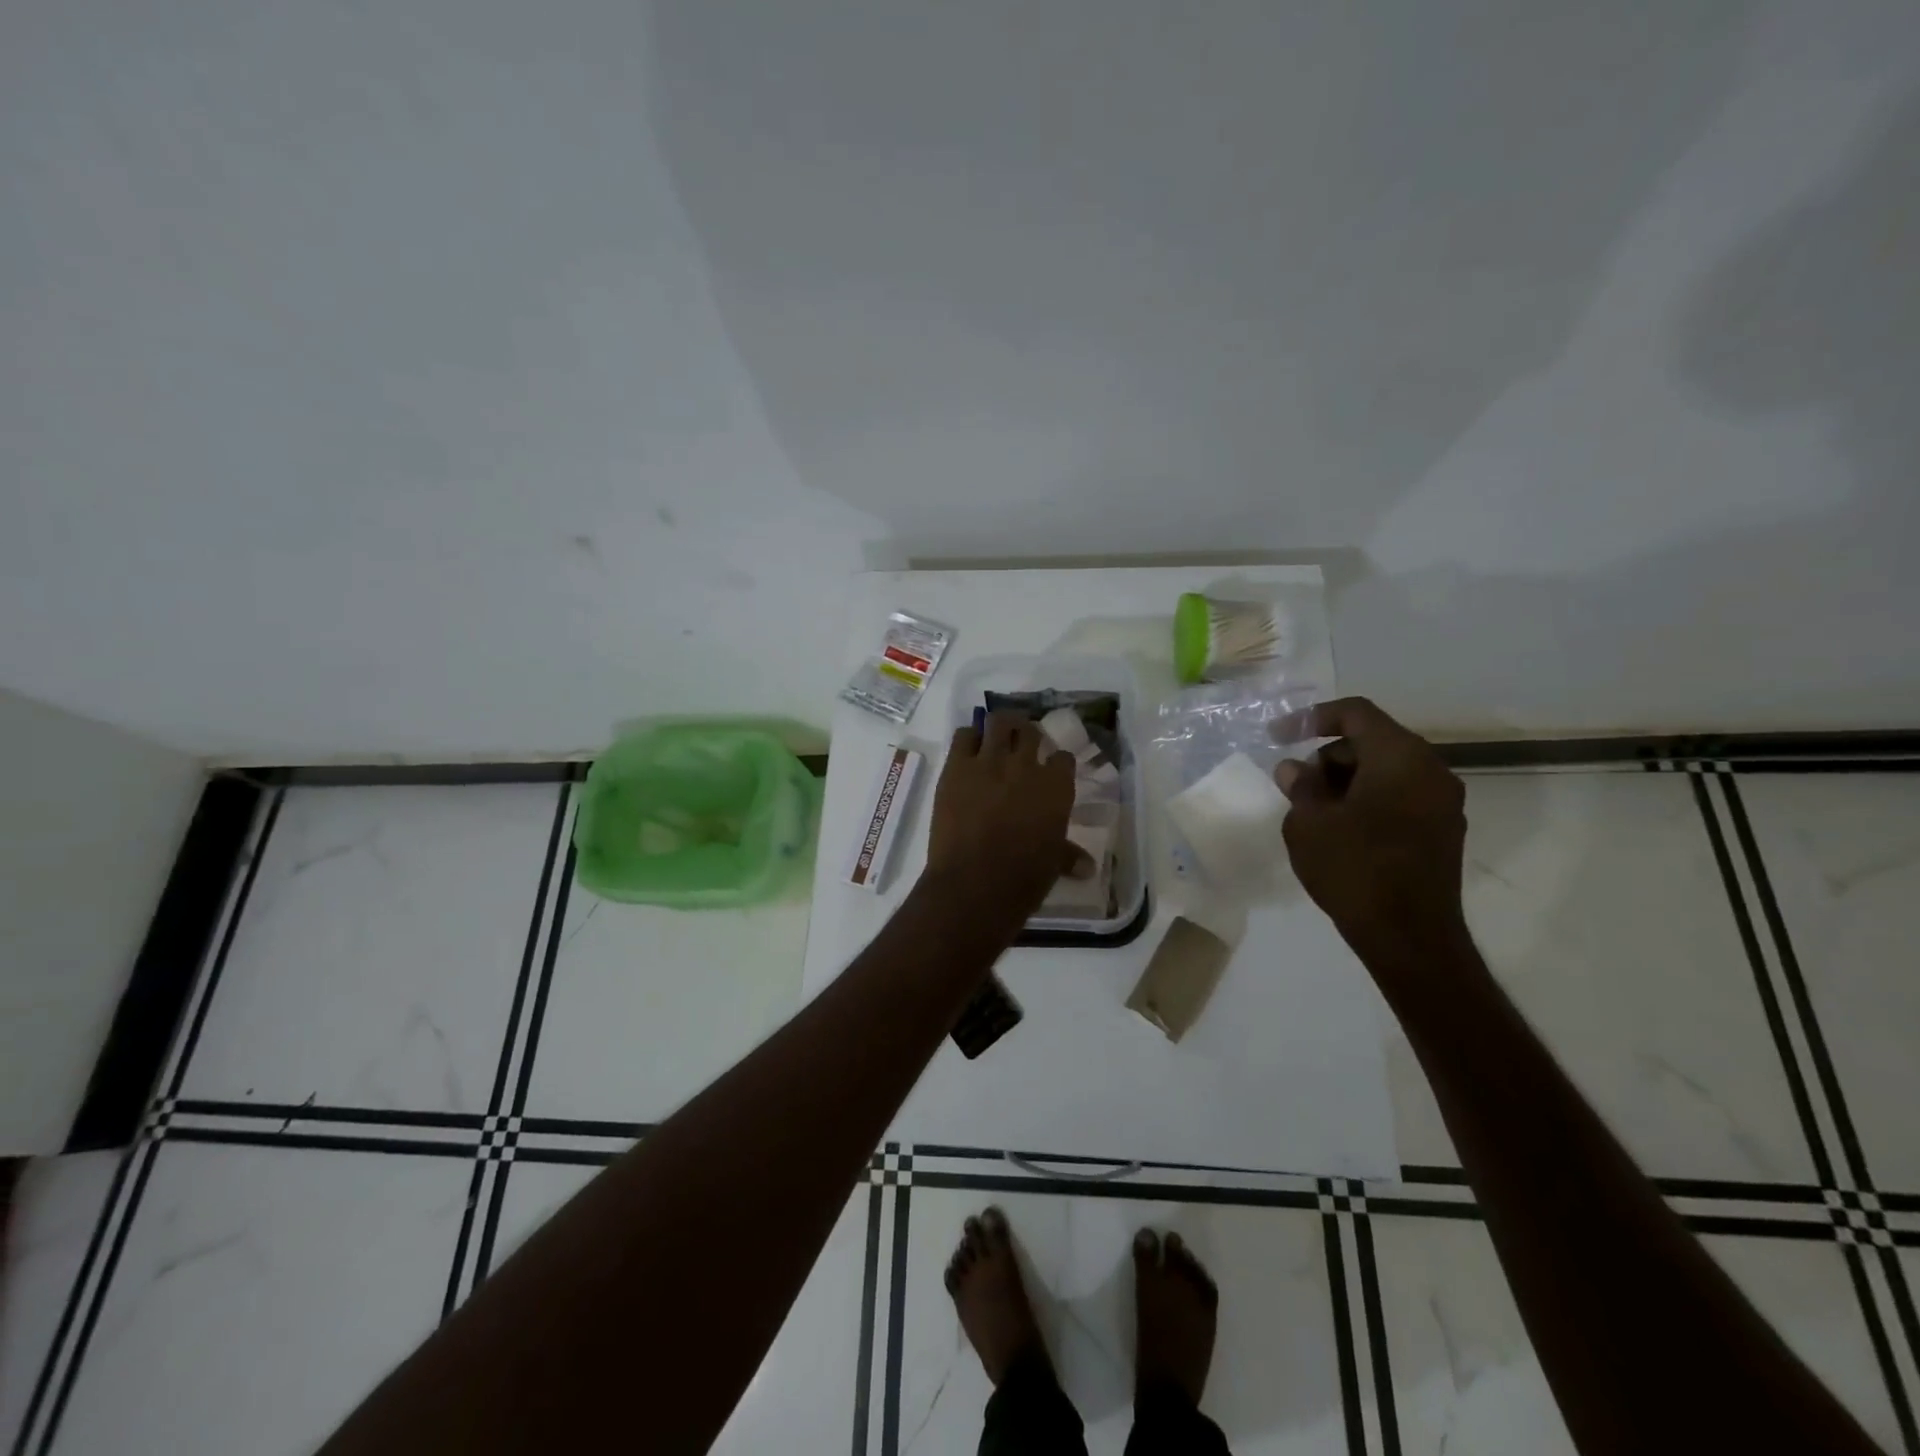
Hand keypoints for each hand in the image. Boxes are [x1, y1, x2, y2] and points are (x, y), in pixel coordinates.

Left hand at [922, 712, 1078, 928]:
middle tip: (1021, 746)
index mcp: (1056, 787)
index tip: (1051, 768)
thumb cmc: (1022, 879)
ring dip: (1000, 727)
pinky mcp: (956, 767)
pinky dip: (969, 738)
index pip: (1063, 758)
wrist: (974, 884)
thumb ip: (1068, 856)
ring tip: (998, 736)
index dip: (1057, 762)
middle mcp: (1026, 766)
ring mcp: (989, 762)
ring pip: (998, 722)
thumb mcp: (1052, 865)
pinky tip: (970, 750)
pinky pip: (964, 736)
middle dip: (1028, 736)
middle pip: (1030, 732)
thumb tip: (1088, 867)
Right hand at [1275, 697, 1469, 979]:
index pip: (1355, 713)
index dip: (1311, 717)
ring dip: (1347, 780)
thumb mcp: (1309, 823)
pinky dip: (1368, 799)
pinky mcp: (1443, 830)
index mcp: (1400, 757)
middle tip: (1296, 786)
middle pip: (1372, 740)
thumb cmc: (1354, 869)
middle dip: (1328, 756)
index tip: (1278, 736)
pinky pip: (1400, 795)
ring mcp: (1443, 802)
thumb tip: (1295, 769)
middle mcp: (1430, 770)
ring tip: (1315, 812)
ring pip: (1387, 769)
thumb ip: (1301, 786)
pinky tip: (1342, 829)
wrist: (1409, 937)